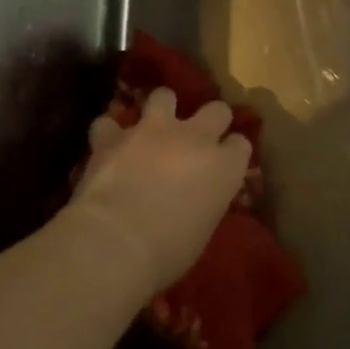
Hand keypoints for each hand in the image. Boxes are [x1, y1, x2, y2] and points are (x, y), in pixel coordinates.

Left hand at [68, 88, 250, 293]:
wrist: (115, 242)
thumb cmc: (168, 252)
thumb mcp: (202, 230)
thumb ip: (204, 201)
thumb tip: (195, 198)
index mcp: (224, 167)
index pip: (241, 145)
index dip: (232, 153)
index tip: (224, 165)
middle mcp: (195, 138)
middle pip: (217, 110)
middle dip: (210, 120)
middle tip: (196, 139)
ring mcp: (153, 130)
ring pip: (164, 96)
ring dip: (160, 110)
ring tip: (151, 127)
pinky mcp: (115, 135)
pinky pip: (110, 123)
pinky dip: (109, 134)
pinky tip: (107, 145)